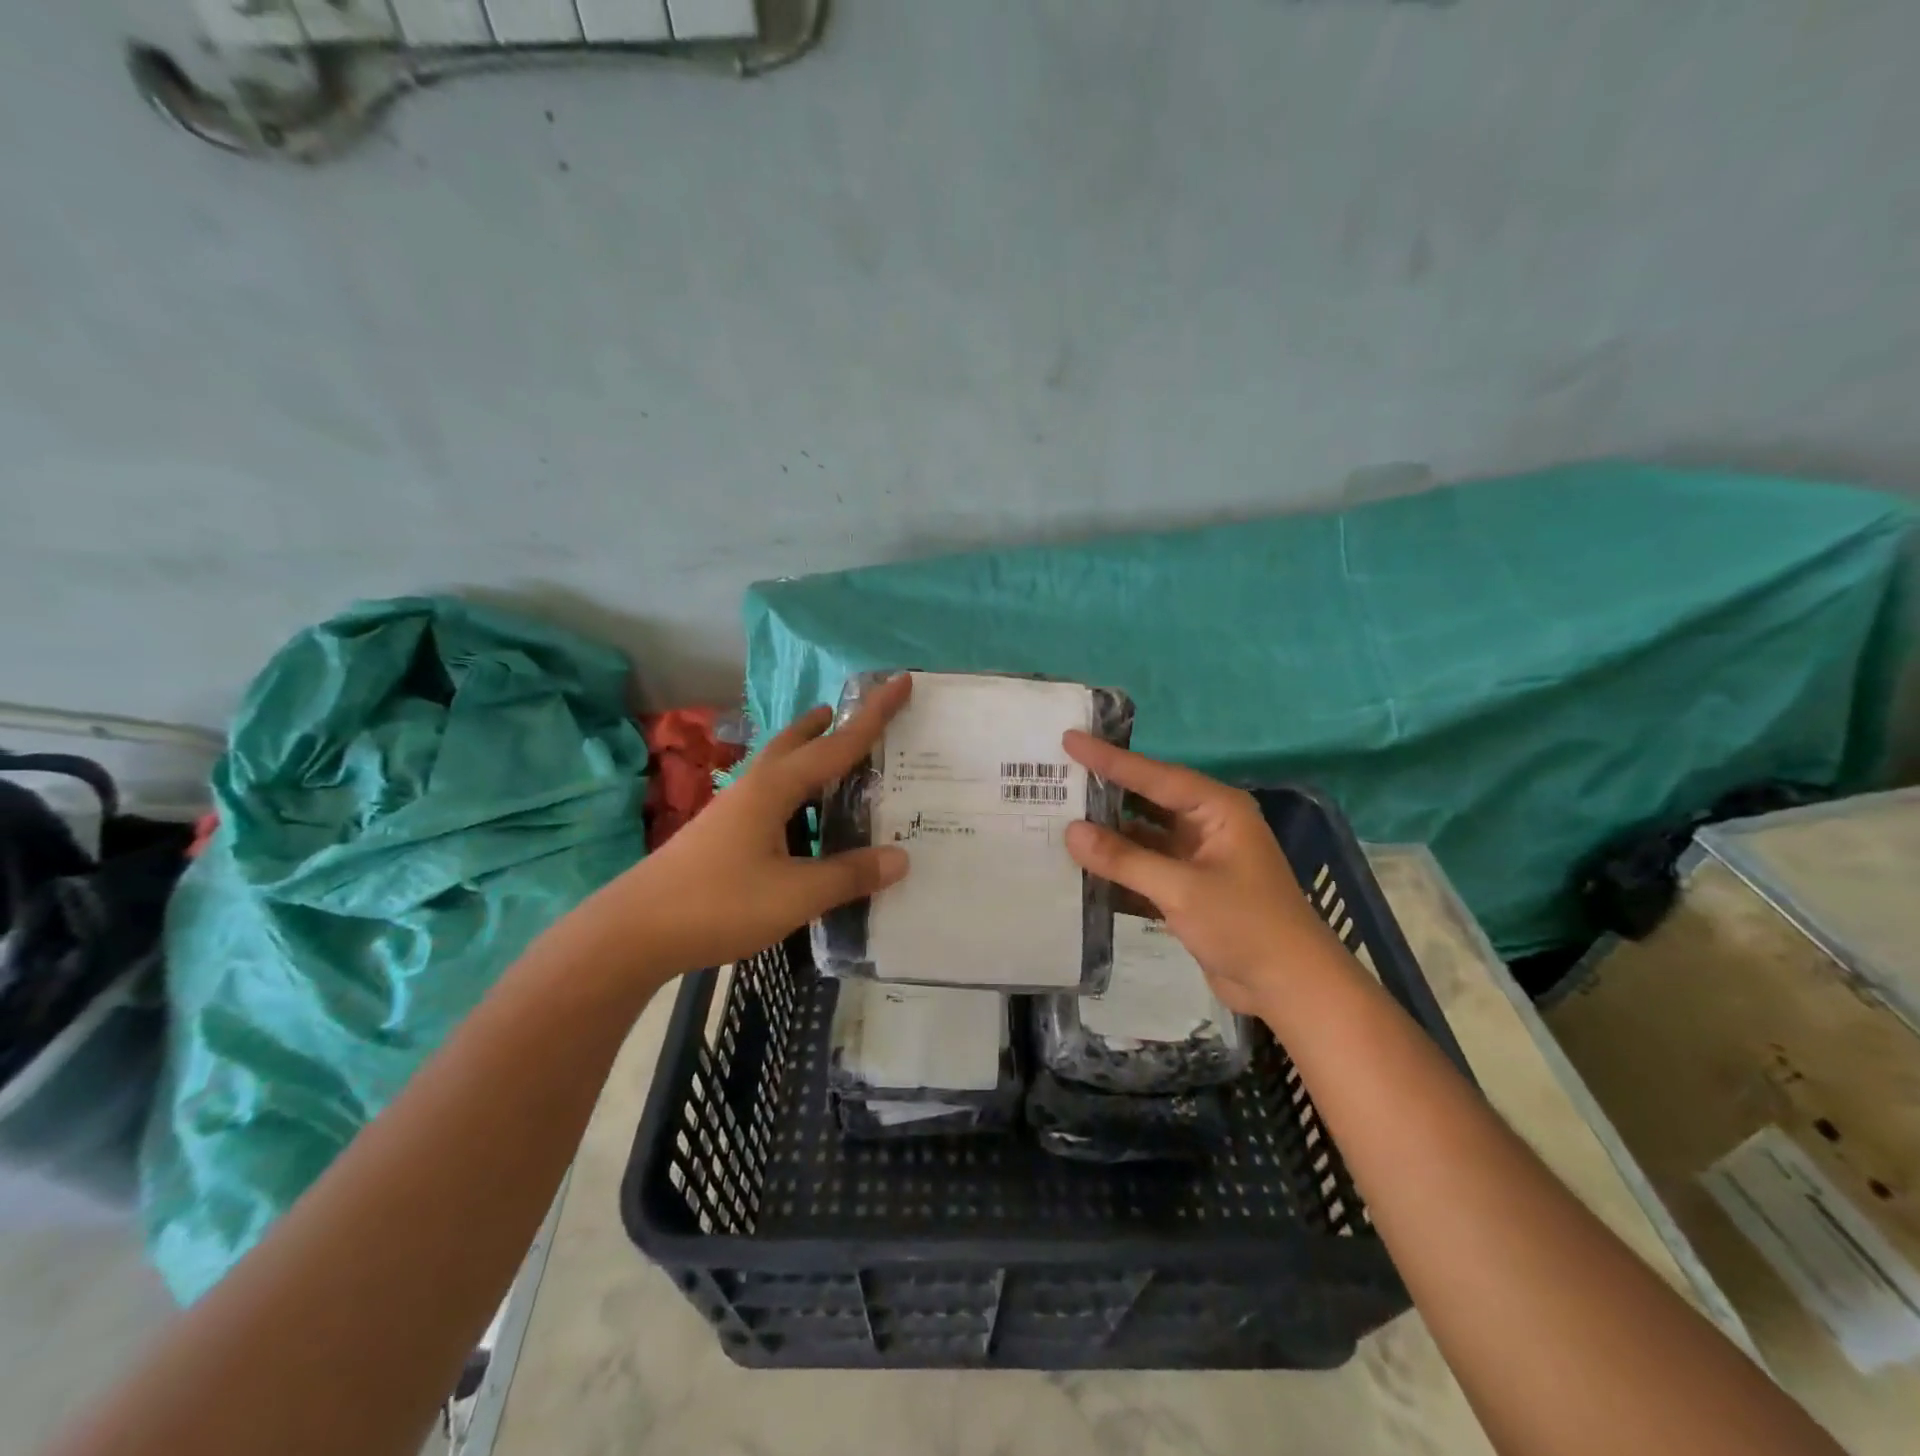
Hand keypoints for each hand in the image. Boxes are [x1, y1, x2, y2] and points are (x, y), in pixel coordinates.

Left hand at [609, 675, 912, 975]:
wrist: (633, 932)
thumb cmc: (718, 904)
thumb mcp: (795, 894)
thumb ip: (849, 875)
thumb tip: (901, 857)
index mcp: (775, 788)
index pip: (837, 744)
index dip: (874, 715)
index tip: (902, 680)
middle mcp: (753, 788)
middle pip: (796, 742)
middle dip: (828, 726)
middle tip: (856, 717)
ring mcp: (732, 810)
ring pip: (779, 769)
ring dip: (809, 757)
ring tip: (836, 764)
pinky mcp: (721, 834)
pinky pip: (770, 798)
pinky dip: (796, 794)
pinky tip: (802, 824)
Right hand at [1061, 731, 1346, 1018]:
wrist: (1290, 988)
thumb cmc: (1245, 926)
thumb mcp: (1182, 889)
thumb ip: (1124, 859)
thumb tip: (1071, 832)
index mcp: (1217, 809)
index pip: (1154, 776)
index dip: (1109, 759)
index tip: (1070, 740)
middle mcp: (1207, 826)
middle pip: (1146, 801)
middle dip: (1105, 793)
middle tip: (1058, 777)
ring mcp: (1197, 859)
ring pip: (1142, 838)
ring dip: (1107, 836)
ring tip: (1058, 822)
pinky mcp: (1189, 890)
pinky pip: (1145, 869)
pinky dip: (1118, 869)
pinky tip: (1081, 869)